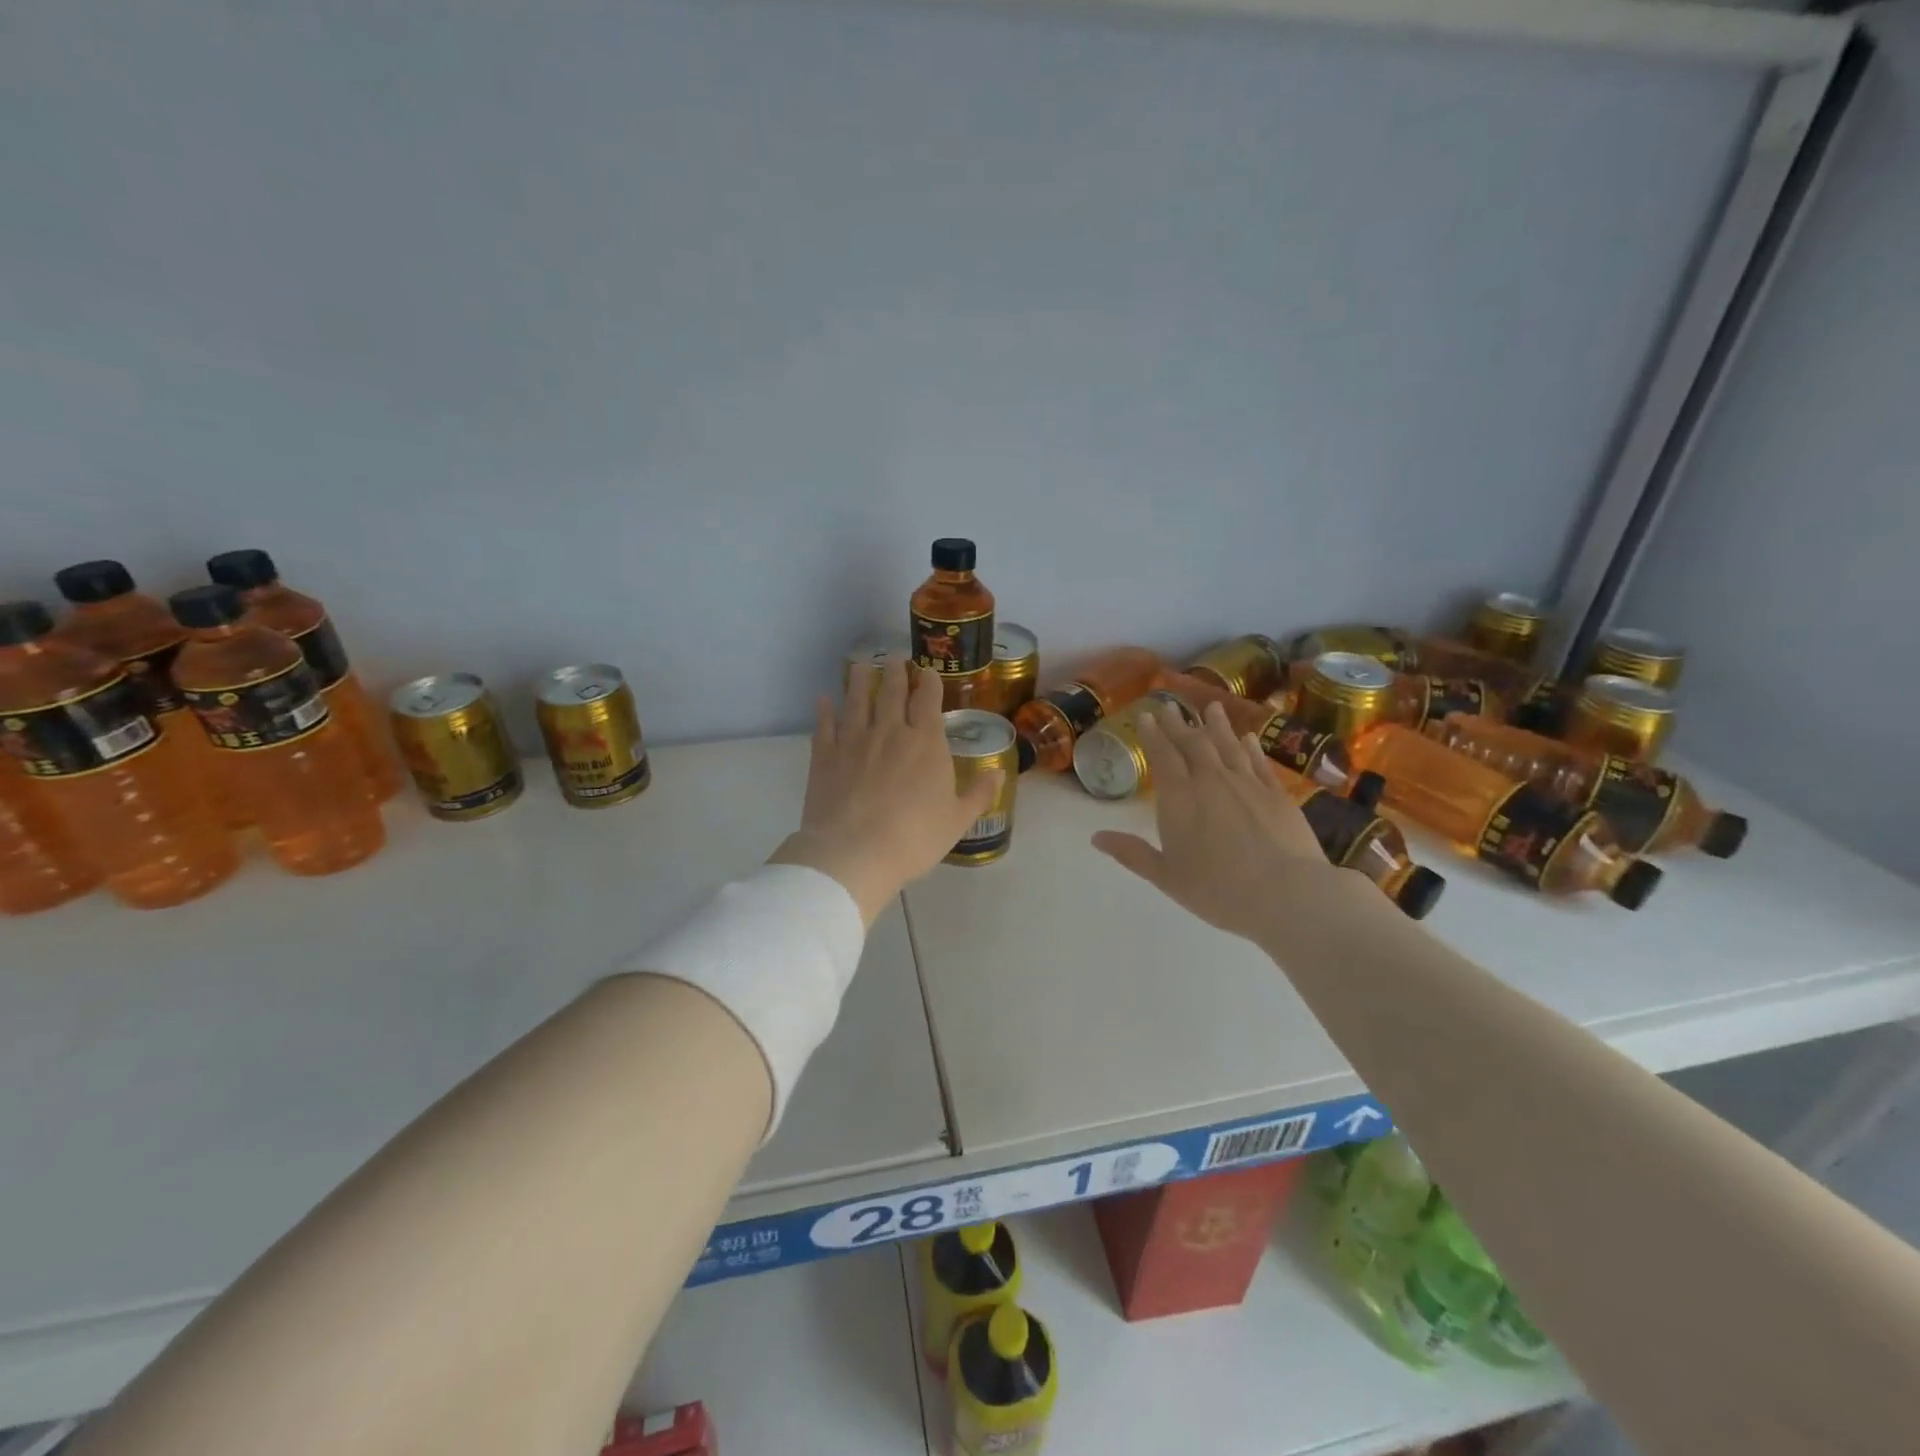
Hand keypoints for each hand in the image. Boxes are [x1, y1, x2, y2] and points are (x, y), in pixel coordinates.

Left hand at [770, 661, 1000, 925]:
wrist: (854, 852)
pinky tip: (824, 699)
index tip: (927, 671)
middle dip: (896, 672)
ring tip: (862, 666)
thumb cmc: (914, 837)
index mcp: (925, 743)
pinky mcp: (824, 756)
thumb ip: (979, 794)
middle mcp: (889, 731)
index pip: (928, 700)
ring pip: (857, 700)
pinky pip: (824, 725)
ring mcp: (853, 740)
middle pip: (892, 692)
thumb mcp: (957, 821)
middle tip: (894, 658)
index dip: (928, 682)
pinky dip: (824, 710)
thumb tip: (998, 773)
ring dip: (861, 680)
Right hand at [1091, 700, 1336, 945]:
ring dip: (1216, 725)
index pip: (1163, 756)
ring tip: (1211, 707)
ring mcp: (1247, 783)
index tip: (1148, 715)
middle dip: (1179, 724)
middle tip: (1171, 706)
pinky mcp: (1277, 794)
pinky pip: (1258, 762)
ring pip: (1227, 745)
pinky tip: (1248, 737)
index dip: (1153, 735)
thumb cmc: (1217, 889)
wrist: (1286, 893)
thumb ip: (1132, 853)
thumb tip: (1095, 837)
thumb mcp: (1166, 877)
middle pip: (1192, 743)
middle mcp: (1211, 780)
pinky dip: (1251, 747)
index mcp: (1179, 798)